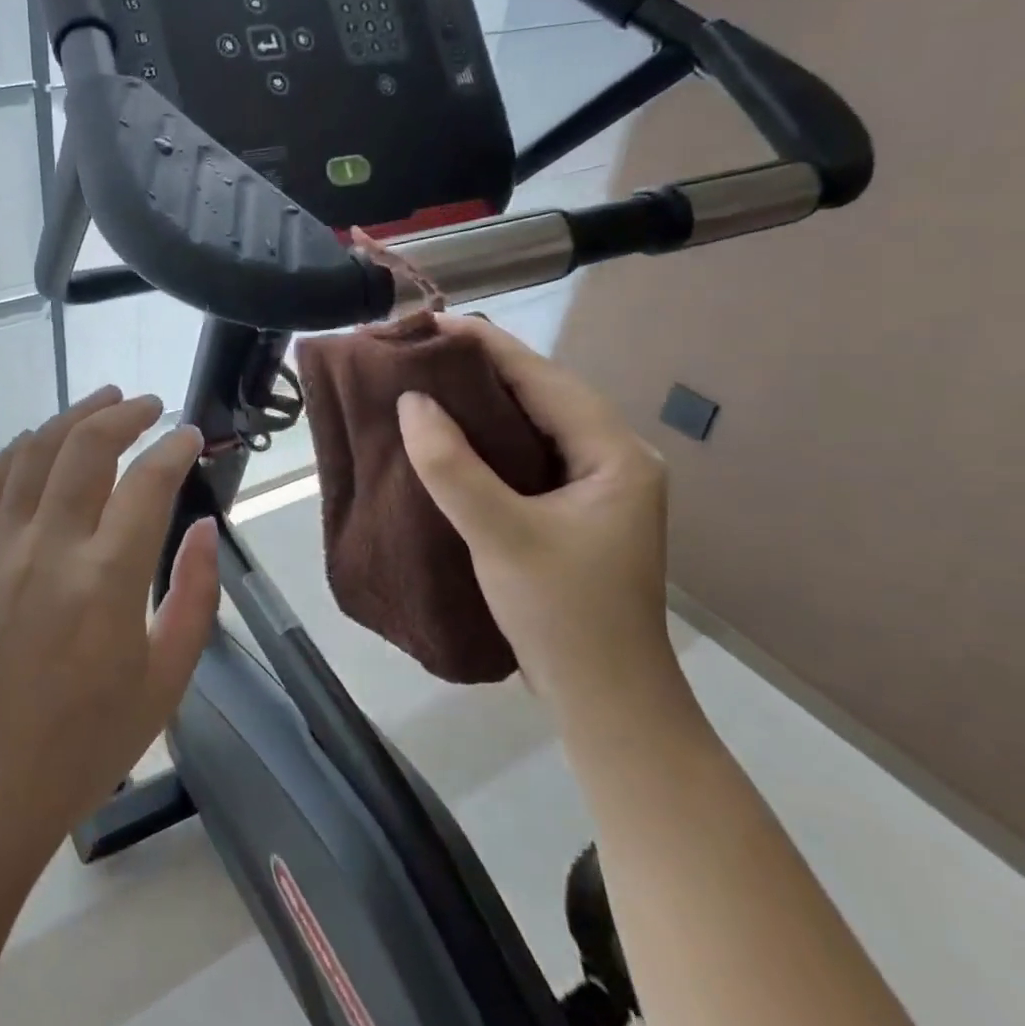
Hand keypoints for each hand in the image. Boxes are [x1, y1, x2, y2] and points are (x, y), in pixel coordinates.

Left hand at [0, 387, 218, 858]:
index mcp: (106, 579)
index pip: (147, 483)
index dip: (174, 448)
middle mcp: (50, 547)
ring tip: (101, 400)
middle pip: (86, 447)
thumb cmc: (85, 745)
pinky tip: (37, 440)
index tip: (191, 434)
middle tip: (149, 405)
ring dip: (72, 417)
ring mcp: (2, 549)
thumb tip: (204, 529)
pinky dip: (19, 451)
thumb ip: (193, 596)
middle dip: (123, 414)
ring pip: (36, 453)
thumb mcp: (165, 680)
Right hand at [396, 316, 677, 726]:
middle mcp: (611, 458)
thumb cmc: (563, 615)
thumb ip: (453, 466)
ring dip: (478, 401)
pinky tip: (446, 434)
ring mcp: (593, 485)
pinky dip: (483, 438)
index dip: (484, 344)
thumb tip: (411, 401)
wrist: (605, 702)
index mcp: (614, 453)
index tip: (427, 323)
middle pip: (538, 393)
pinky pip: (522, 454)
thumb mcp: (502, 536)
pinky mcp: (571, 509)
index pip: (543, 377)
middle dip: (477, 367)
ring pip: (529, 423)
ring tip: (421, 380)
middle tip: (414, 350)